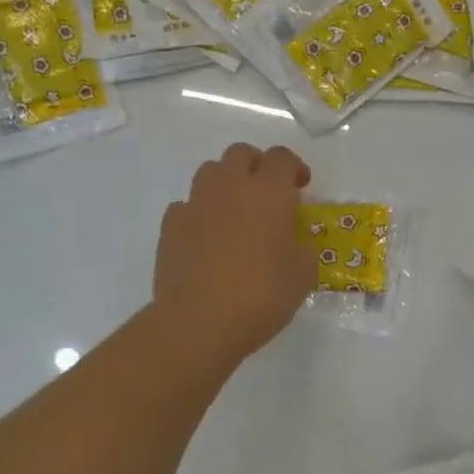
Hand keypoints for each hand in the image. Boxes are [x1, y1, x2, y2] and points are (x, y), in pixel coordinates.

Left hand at [153, 143, 315, 365]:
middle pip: (241, 153)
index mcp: (269, 192)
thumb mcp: (303, 274)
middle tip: (267, 193)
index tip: (300, 187)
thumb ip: (302, 247)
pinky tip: (206, 238)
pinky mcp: (170, 225)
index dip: (293, 167)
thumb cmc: (262, 294)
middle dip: (256, 166)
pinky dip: (199, 214)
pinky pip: (186, 206)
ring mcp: (196, 203)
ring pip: (210, 172)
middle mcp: (230, 186)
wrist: (199, 320)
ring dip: (225, 183)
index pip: (281, 157)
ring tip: (235, 211)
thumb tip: (294, 240)